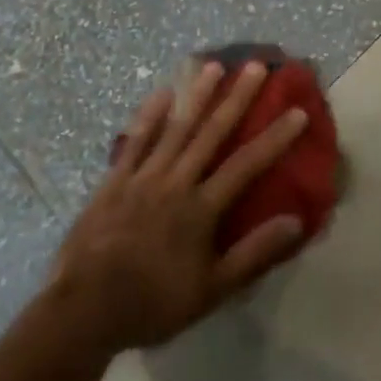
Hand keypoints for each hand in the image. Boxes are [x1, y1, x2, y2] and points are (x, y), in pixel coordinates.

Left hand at [52, 61, 308, 350]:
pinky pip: (135, 141)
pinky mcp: (114, 182)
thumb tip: (296, 221)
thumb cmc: (153, 304)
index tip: (298, 111)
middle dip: (237, 98)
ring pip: (176, 128)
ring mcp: (142, 178)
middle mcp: (176, 182)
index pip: (247, 165)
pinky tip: (162, 93)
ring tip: (214, 66)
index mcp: (201, 208)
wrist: (82, 314)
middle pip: (212, 133)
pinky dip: (149, 116)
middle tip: (256, 66)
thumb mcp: (211, 291)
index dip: (274, 137)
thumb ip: (254, 254)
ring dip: (197, 96)